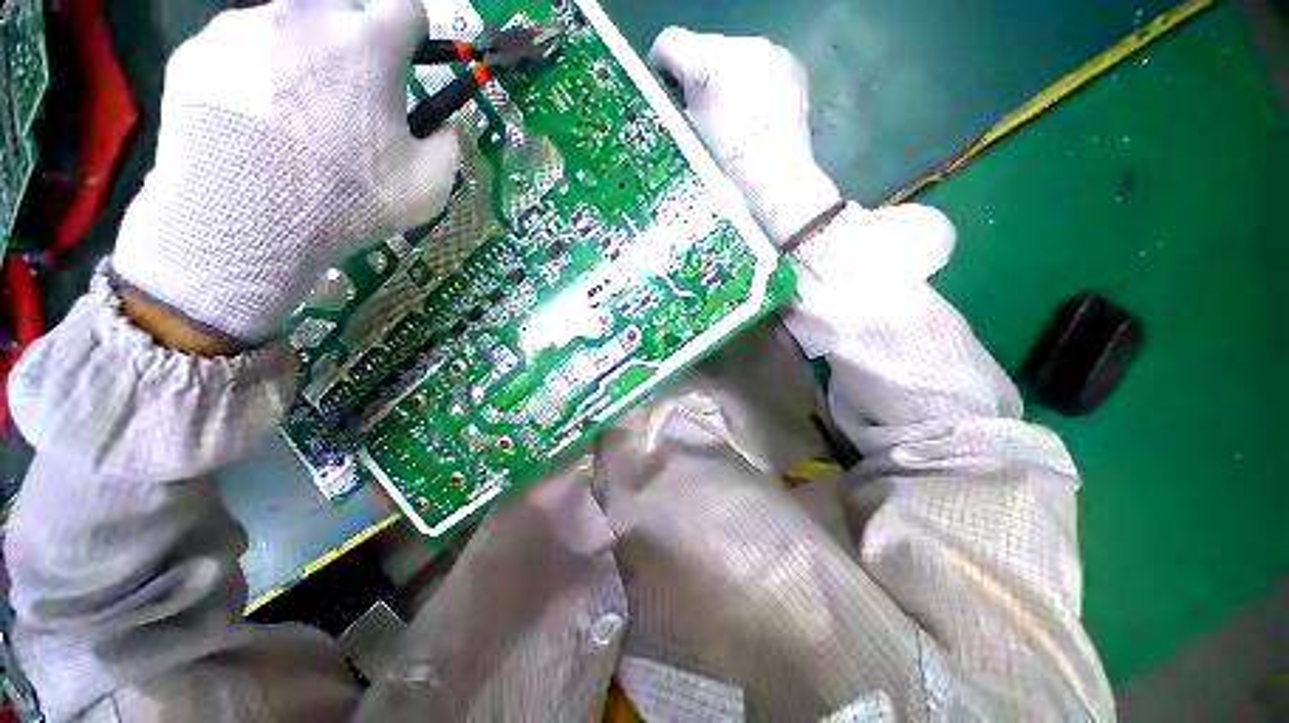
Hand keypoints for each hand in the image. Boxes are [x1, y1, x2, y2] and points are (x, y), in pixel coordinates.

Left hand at [112, 0, 459, 345]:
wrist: (240, 222)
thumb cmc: (346, 199)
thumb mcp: (428, 186)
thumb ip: (447, 143)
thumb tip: (440, 123)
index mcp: (369, 44)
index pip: (407, 8)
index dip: (413, 36)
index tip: (406, 64)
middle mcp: (306, 15)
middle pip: (343, 8)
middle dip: (355, 42)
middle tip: (348, 93)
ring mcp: (245, 25)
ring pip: (289, 24)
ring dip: (302, 54)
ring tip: (292, 112)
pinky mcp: (199, 47)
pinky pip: (239, 44)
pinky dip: (252, 69)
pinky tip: (250, 117)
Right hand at [648, 27, 840, 243]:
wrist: (775, 181)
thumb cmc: (723, 169)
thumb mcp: (685, 140)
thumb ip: (673, 108)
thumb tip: (672, 97)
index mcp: (703, 64)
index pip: (668, 43)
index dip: (662, 70)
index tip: (668, 97)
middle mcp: (737, 45)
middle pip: (704, 48)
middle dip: (699, 77)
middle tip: (703, 116)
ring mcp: (769, 52)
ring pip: (734, 56)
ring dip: (728, 79)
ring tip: (733, 120)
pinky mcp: (791, 65)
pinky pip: (761, 65)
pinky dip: (754, 84)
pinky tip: (757, 116)